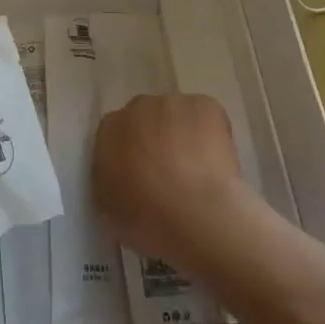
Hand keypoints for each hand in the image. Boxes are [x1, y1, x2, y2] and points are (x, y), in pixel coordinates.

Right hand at [94, 93, 250, 272]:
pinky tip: (217, 162)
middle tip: (170, 173)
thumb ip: (108, 177)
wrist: (195, 216)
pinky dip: (212, 134)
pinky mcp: (206, 106)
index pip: (117, 133)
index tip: (143, 175)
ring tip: (198, 170)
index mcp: (110, 129)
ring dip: (183, 134)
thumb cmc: (147, 219)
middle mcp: (138, 107)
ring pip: (177, 116)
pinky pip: (207, 117)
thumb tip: (120, 172)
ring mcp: (173, 104)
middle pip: (147, 118)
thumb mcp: (107, 206)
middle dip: (156, 139)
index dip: (132, 153)